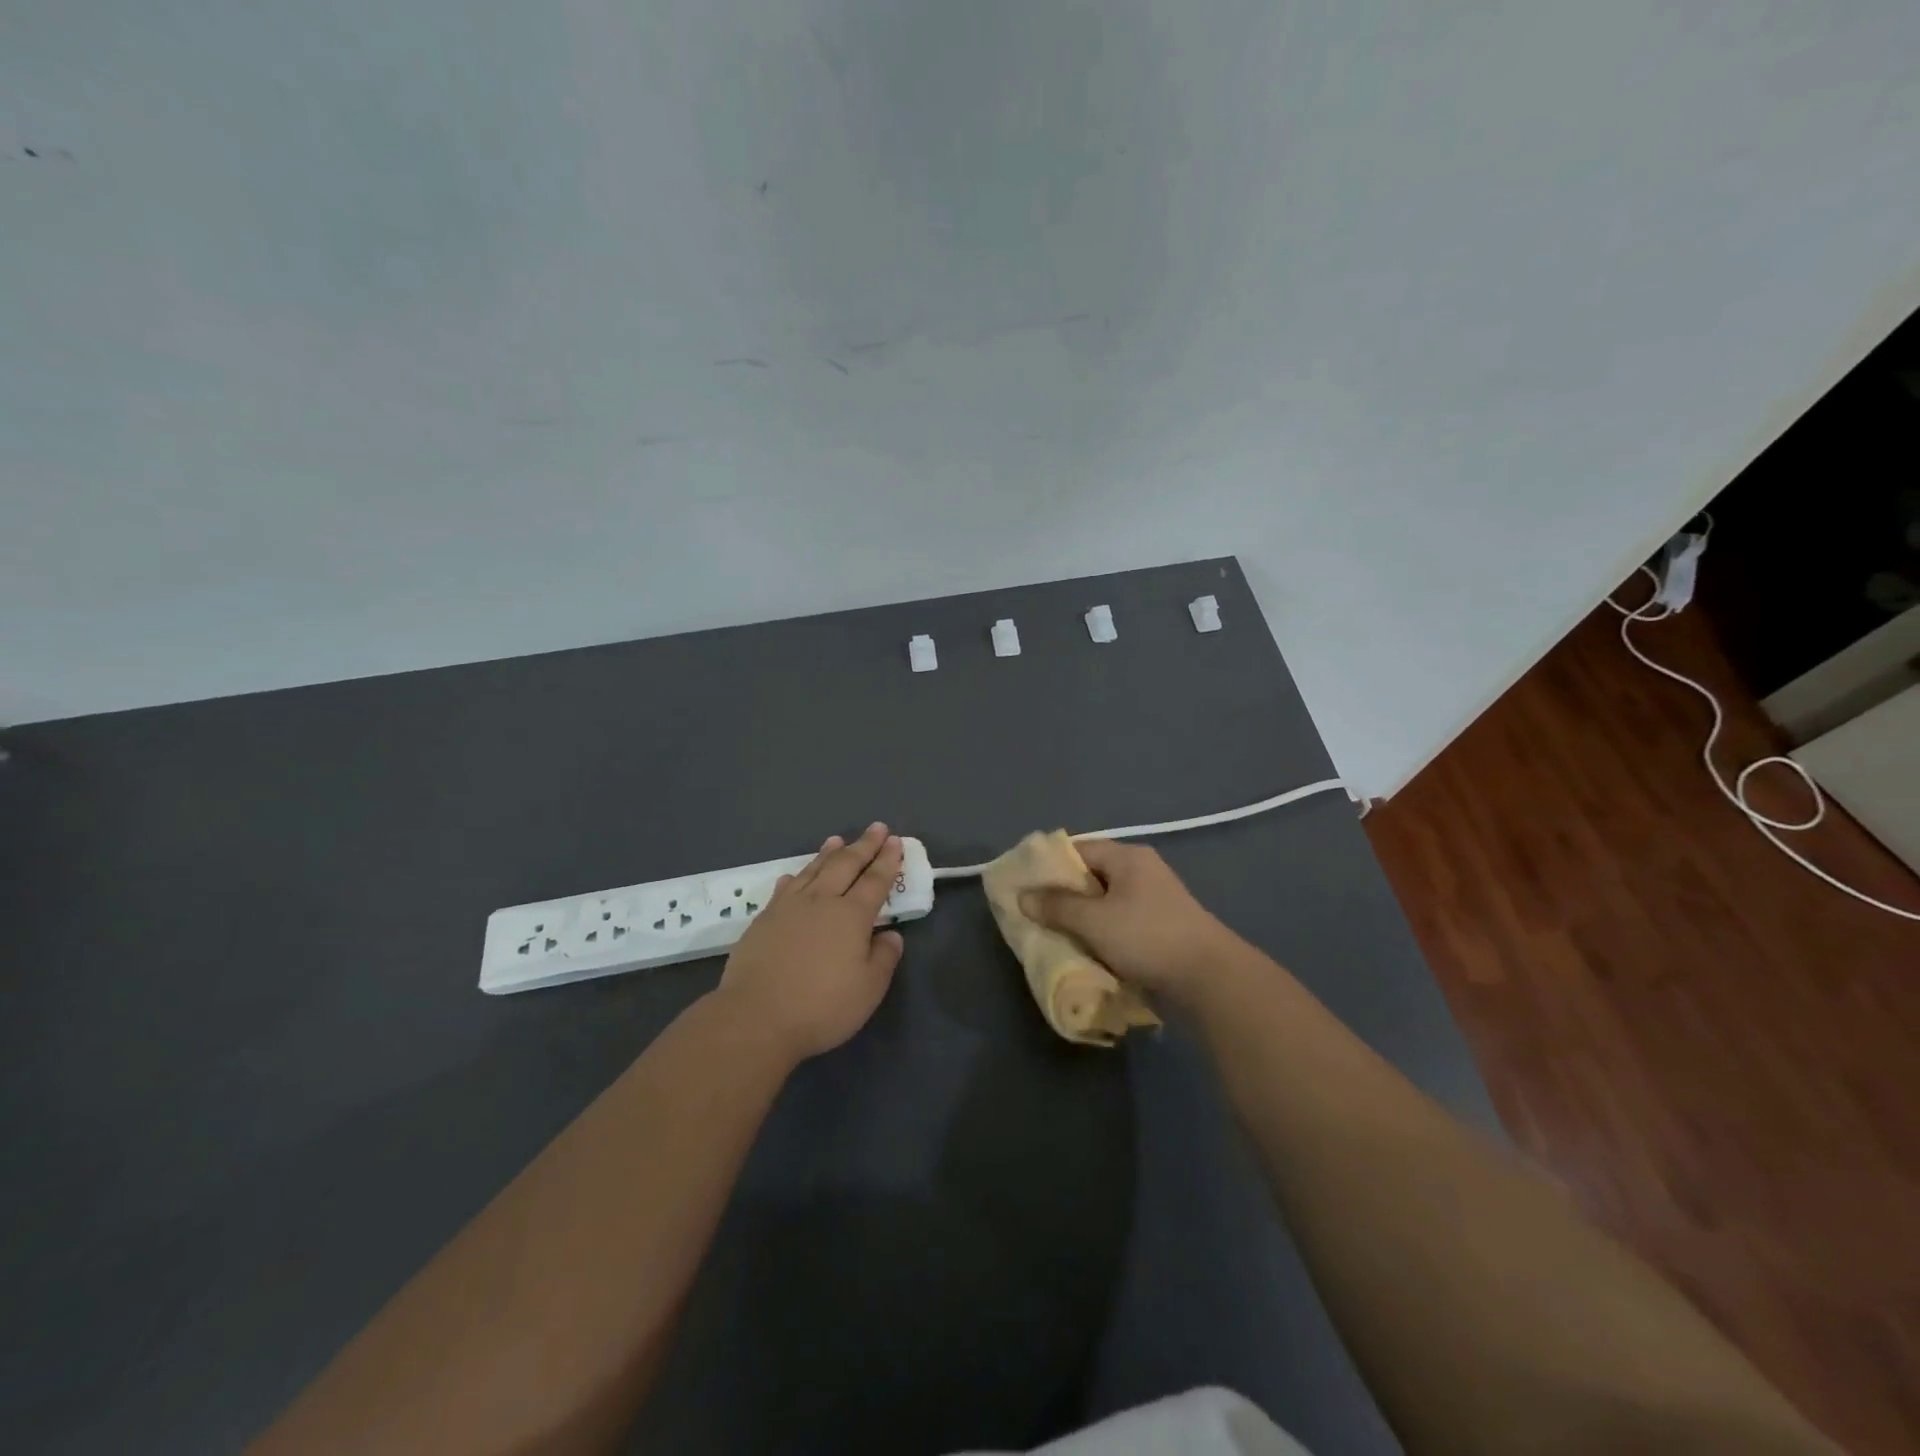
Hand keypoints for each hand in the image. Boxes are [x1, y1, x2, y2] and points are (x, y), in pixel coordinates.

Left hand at [717, 823, 905, 1061]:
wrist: (756, 1017)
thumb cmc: (822, 1006)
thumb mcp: (869, 989)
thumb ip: (884, 957)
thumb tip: (891, 935)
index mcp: (851, 916)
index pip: (875, 880)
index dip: (887, 861)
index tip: (895, 842)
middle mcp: (821, 902)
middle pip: (846, 865)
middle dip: (864, 845)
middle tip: (876, 828)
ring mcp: (788, 908)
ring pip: (813, 870)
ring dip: (828, 854)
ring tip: (837, 840)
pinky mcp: (763, 920)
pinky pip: (784, 888)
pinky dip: (794, 877)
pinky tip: (794, 875)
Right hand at [1019, 839, 1240, 1008]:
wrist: (1210, 978)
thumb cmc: (1147, 937)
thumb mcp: (1093, 921)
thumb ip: (1056, 906)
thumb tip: (1023, 896)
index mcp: (1127, 857)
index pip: (1077, 849)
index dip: (1048, 865)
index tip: (1024, 886)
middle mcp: (1142, 871)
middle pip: (1090, 876)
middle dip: (1062, 895)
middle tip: (1035, 914)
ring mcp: (1154, 899)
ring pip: (1105, 902)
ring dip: (1081, 918)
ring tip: (1055, 934)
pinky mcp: (1161, 926)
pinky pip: (1120, 922)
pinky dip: (1101, 933)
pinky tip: (1086, 950)